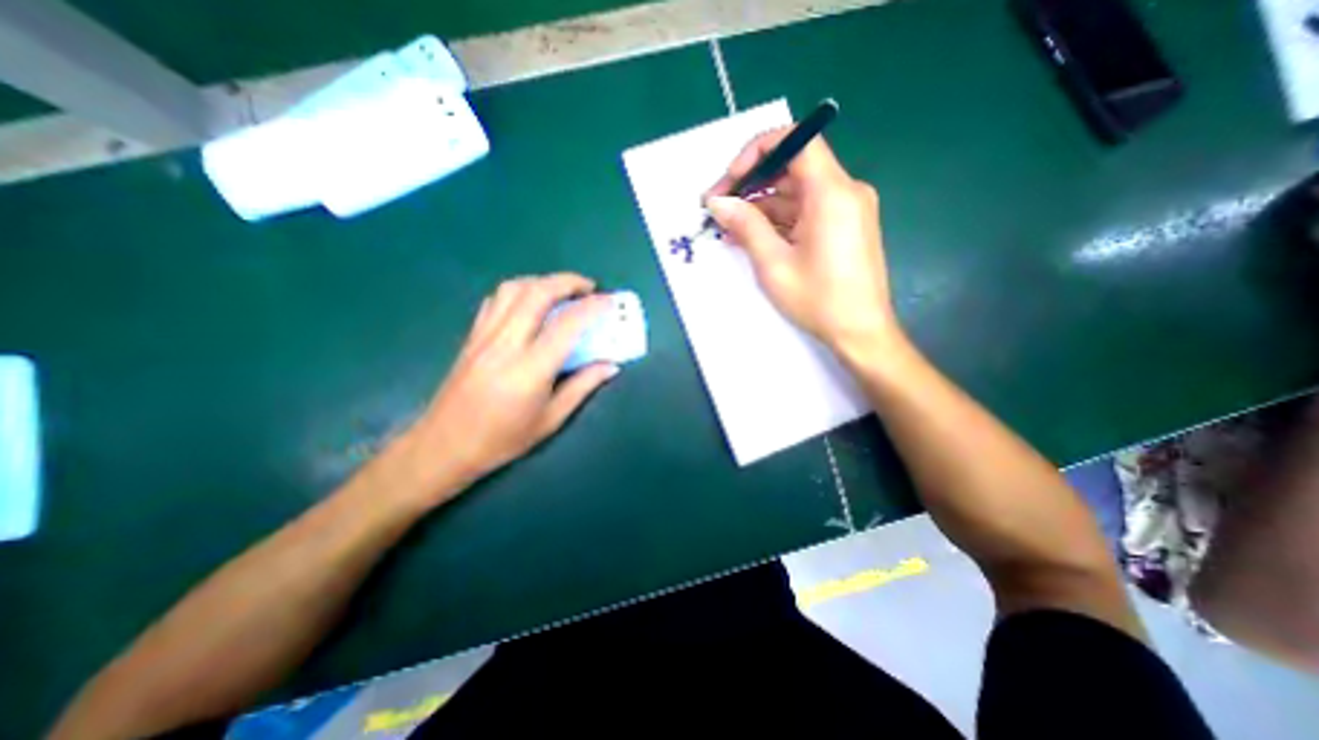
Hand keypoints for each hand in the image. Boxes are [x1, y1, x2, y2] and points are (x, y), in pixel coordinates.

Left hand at [401, 272, 617, 503]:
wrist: (444, 445)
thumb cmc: (503, 439)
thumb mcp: (551, 419)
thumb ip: (583, 387)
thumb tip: (610, 365)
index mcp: (530, 369)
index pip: (567, 325)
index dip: (593, 307)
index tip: (609, 301)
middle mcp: (506, 344)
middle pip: (538, 293)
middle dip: (568, 281)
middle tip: (589, 287)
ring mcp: (485, 336)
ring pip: (513, 289)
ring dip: (543, 281)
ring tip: (561, 291)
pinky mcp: (472, 336)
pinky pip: (496, 300)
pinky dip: (519, 291)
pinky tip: (529, 303)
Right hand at [707, 131, 901, 359]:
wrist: (860, 332)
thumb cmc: (818, 300)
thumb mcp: (774, 263)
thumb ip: (745, 225)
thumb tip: (717, 201)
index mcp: (832, 193)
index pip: (795, 140)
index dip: (757, 152)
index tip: (729, 181)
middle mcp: (844, 191)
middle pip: (792, 167)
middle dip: (751, 184)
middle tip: (718, 207)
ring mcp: (845, 209)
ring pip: (795, 192)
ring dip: (760, 206)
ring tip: (727, 228)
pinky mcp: (842, 226)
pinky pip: (805, 212)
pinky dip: (778, 220)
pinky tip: (750, 236)